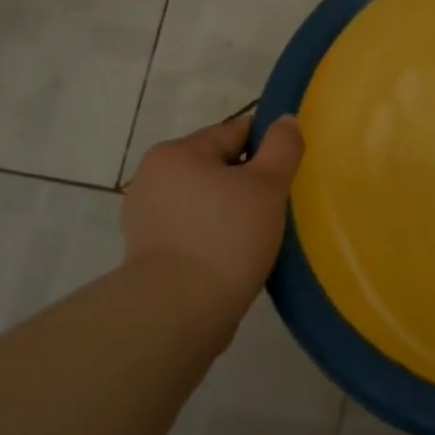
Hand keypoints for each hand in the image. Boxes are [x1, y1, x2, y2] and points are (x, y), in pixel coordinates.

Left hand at [121, 114, 304, 320]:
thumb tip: (285, 121)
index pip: (235, 133)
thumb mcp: (268, 185)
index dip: (267, 150)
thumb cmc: (226, 237)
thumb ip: (282, 146)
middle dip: (247, 184)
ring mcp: (146, 218)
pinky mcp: (147, 254)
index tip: (287, 176)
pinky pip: (192, 232)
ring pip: (206, 202)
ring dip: (230, 213)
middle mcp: (154, 177)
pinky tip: (234, 259)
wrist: (177, 313)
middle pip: (217, 167)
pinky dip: (213, 239)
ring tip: (258, 238)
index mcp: (177, 152)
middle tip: (276, 210)